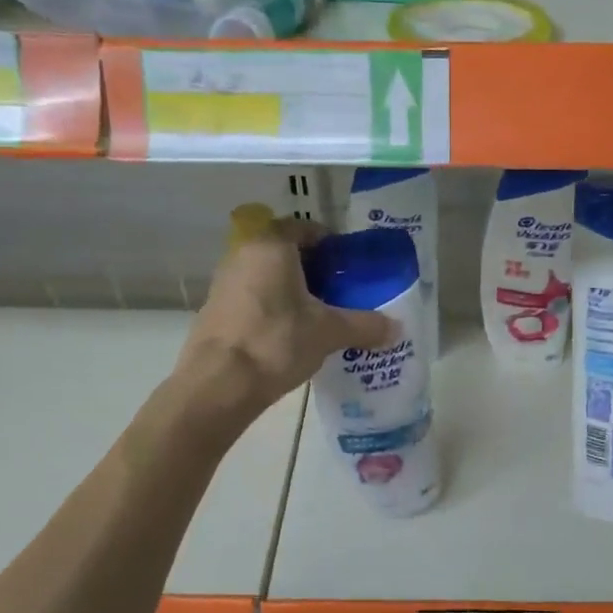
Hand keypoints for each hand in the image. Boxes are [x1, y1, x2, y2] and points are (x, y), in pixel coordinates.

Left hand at [177, 220, 398, 416]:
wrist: (219, 384)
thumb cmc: (277, 342)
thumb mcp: (329, 332)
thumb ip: (365, 325)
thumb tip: (397, 328)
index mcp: (271, 246)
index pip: (303, 228)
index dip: (329, 242)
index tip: (348, 263)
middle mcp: (243, 256)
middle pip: (285, 253)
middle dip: (314, 269)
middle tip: (341, 291)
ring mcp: (224, 284)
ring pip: (267, 278)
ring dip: (292, 291)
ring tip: (320, 315)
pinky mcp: (215, 312)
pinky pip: (253, 300)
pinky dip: (274, 309)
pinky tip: (292, 335)